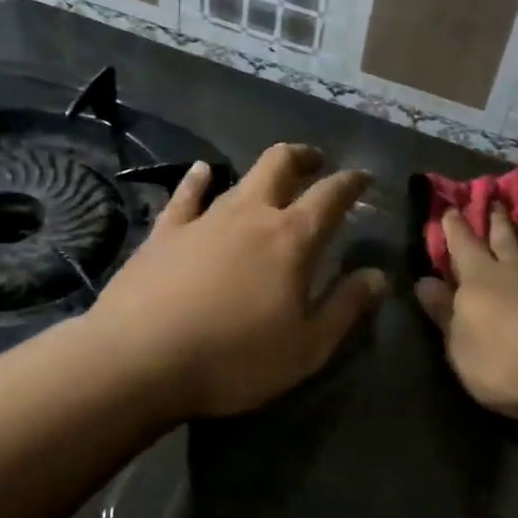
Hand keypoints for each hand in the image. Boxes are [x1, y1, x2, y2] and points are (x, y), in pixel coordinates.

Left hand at [84, 144, 386, 419]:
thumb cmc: (234, 359)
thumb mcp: (306, 348)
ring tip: (272, 174)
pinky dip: (198, 180)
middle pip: (280, 164)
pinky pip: (185, 195)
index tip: (363, 177)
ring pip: (238, 177)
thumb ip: (346, 308)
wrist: (139, 360)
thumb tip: (378, 275)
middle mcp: (250, 215)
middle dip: (304, 157)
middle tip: (317, 162)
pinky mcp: (164, 232)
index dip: (351, 183)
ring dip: (261, 172)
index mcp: (291, 239)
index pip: (331, 196)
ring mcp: (203, 219)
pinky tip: (201, 172)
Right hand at [416, 207, 517, 418]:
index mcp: (478, 280)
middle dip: (495, 220)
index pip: (463, 247)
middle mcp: (515, 269)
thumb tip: (423, 282)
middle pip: (503, 239)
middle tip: (493, 198)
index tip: (451, 208)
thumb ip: (444, 314)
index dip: (455, 229)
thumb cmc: (506, 360)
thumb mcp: (460, 346)